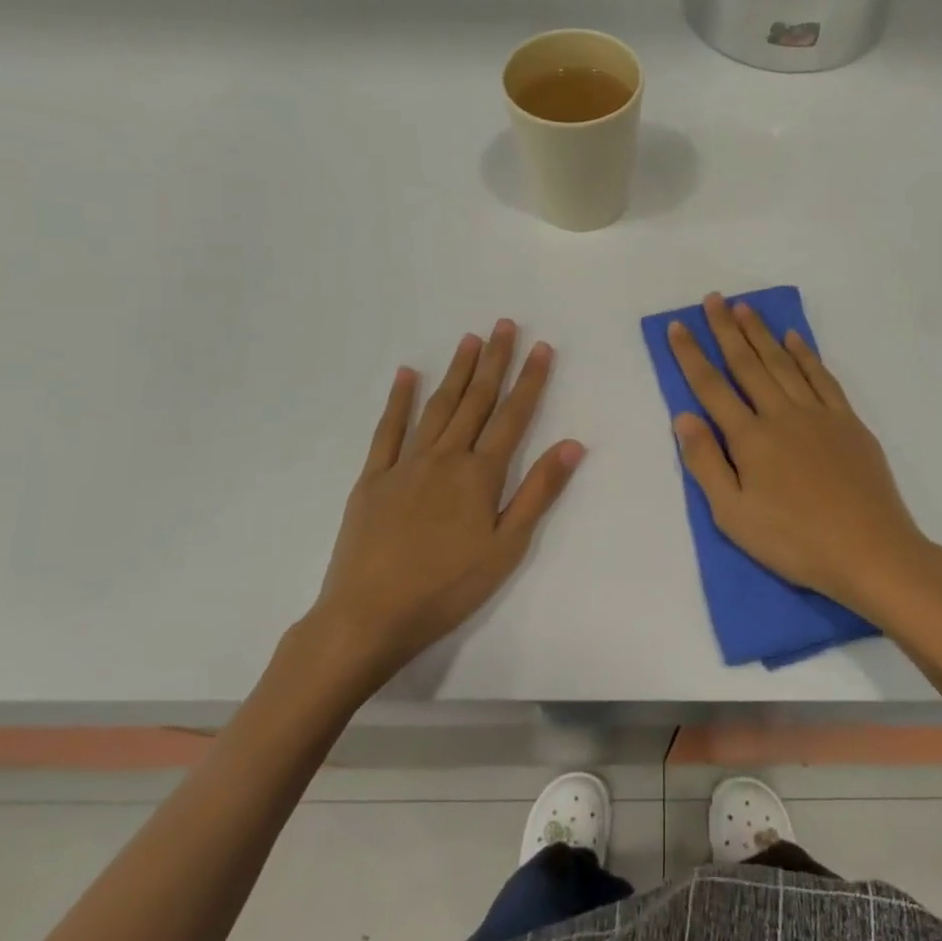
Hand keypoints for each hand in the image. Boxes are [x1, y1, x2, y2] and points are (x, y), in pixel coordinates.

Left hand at [309, 320, 582, 682]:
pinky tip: (407, 374)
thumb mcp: (506, 548)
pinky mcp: (373, 478)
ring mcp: (405, 464)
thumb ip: (538, 492)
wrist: (369, 616)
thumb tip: (572, 445)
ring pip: (438, 406)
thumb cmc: (447, 587)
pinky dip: (399, 399)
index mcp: (480, 475)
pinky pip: (388, 430)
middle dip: (494, 361)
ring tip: (470, 339)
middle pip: (476, 401)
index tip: (541, 347)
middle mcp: (445, 458)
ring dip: (456, 372)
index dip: (530, 380)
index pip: (513, 416)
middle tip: (505, 324)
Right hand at [667, 293, 941, 623]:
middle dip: (726, 329)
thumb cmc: (794, 541)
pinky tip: (795, 338)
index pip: (711, 387)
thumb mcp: (733, 516)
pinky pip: (822, 377)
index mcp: (749, 438)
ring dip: (762, 333)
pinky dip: (806, 354)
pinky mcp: (848, 421)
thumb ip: (706, 463)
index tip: (678, 326)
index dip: (691, 355)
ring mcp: (818, 414)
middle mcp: (781, 414)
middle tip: (713, 298)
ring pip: (783, 362)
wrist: (869, 550)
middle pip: (747, 363)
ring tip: (745, 308)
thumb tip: (684, 417)